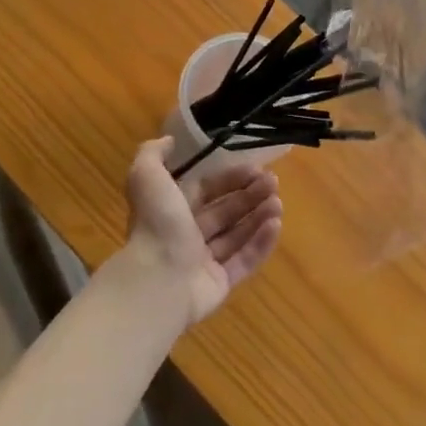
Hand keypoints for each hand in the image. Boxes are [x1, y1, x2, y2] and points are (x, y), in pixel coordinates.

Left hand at [121, 138, 281, 326]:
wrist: (158, 280)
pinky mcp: (220, 284)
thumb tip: (169, 141)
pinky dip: (261, 243)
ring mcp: (204, 262)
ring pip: (237, 234)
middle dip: (250, 195)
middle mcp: (188, 235)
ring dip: (259, 216)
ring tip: (278, 203)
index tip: (256, 168)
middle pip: (225, 211)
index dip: (231, 177)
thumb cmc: (156, 225)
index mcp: (173, 209)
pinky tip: (276, 225)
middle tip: (274, 183)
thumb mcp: (147, 177)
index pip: (207, 188)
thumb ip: (152, 154)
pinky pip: (244, 260)